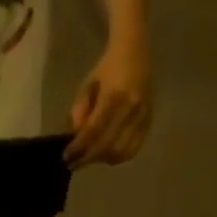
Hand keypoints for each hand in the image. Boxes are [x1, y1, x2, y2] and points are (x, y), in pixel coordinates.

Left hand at [66, 46, 151, 165]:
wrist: (135, 53)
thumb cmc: (107, 68)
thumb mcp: (87, 85)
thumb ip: (79, 110)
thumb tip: (75, 136)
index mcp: (114, 96)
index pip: (94, 130)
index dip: (79, 147)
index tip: (66, 157)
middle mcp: (132, 108)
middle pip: (108, 145)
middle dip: (88, 158)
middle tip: (73, 163)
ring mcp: (143, 116)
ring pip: (122, 151)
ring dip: (102, 159)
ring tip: (88, 158)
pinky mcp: (149, 121)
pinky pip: (134, 148)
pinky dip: (118, 156)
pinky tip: (105, 155)